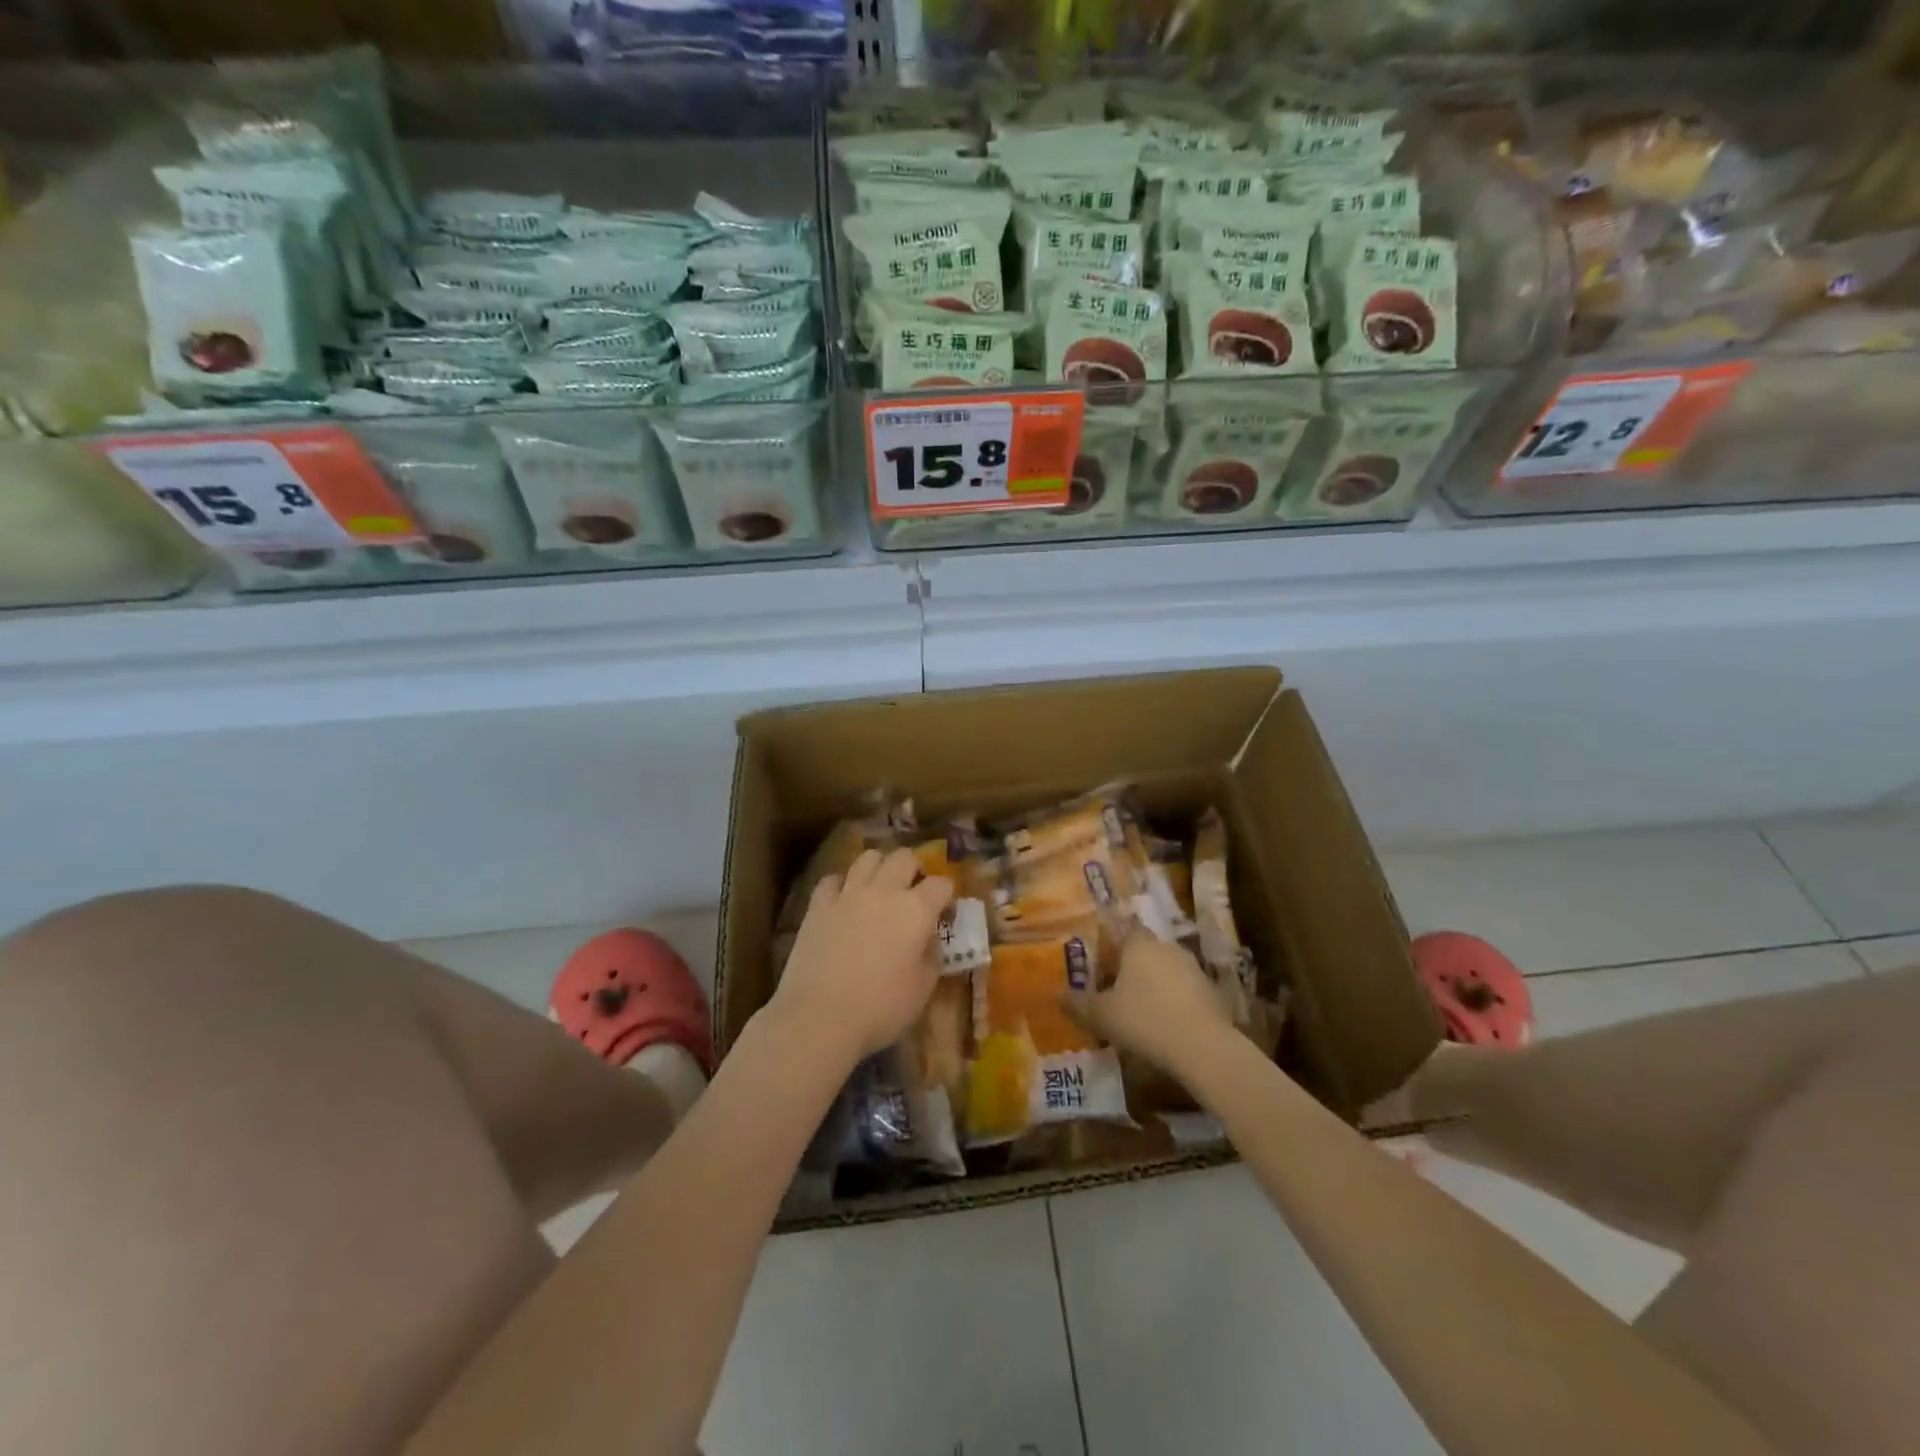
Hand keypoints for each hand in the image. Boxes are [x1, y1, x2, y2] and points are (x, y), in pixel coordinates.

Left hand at [767, 847, 953, 1068]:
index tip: (944, 912)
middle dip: (914, 869)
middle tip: (913, 891)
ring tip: (879, 887)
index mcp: (916, 910)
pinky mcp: (818, 905)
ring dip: (879, 867)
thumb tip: (929, 938)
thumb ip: (931, 955)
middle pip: (904, 857)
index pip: (941, 884)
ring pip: (868, 857)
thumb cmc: (881, 1007)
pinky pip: (832, 879)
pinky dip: (842, 885)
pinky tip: (843, 900)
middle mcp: (884, 891)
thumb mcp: (923, 988)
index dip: (946, 895)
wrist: (820, 1016)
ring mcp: (848, 894)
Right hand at [1063, 932, 1236, 1080]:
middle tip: (1117, 988)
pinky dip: (1175, 1001)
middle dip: (1133, 967)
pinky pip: (1185, 990)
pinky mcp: (1212, 991)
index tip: (1103, 964)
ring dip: (1156, 984)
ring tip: (1142, 1009)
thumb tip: (1057, 995)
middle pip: (1146, 950)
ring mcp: (1193, 968)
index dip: (1113, 946)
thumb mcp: (1102, 1016)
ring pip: (1168, 970)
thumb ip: (1078, 1004)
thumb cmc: (1144, 1020)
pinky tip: (1167, 1024)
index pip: (1124, 931)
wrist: (1203, 1047)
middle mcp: (1167, 948)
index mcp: (1139, 945)